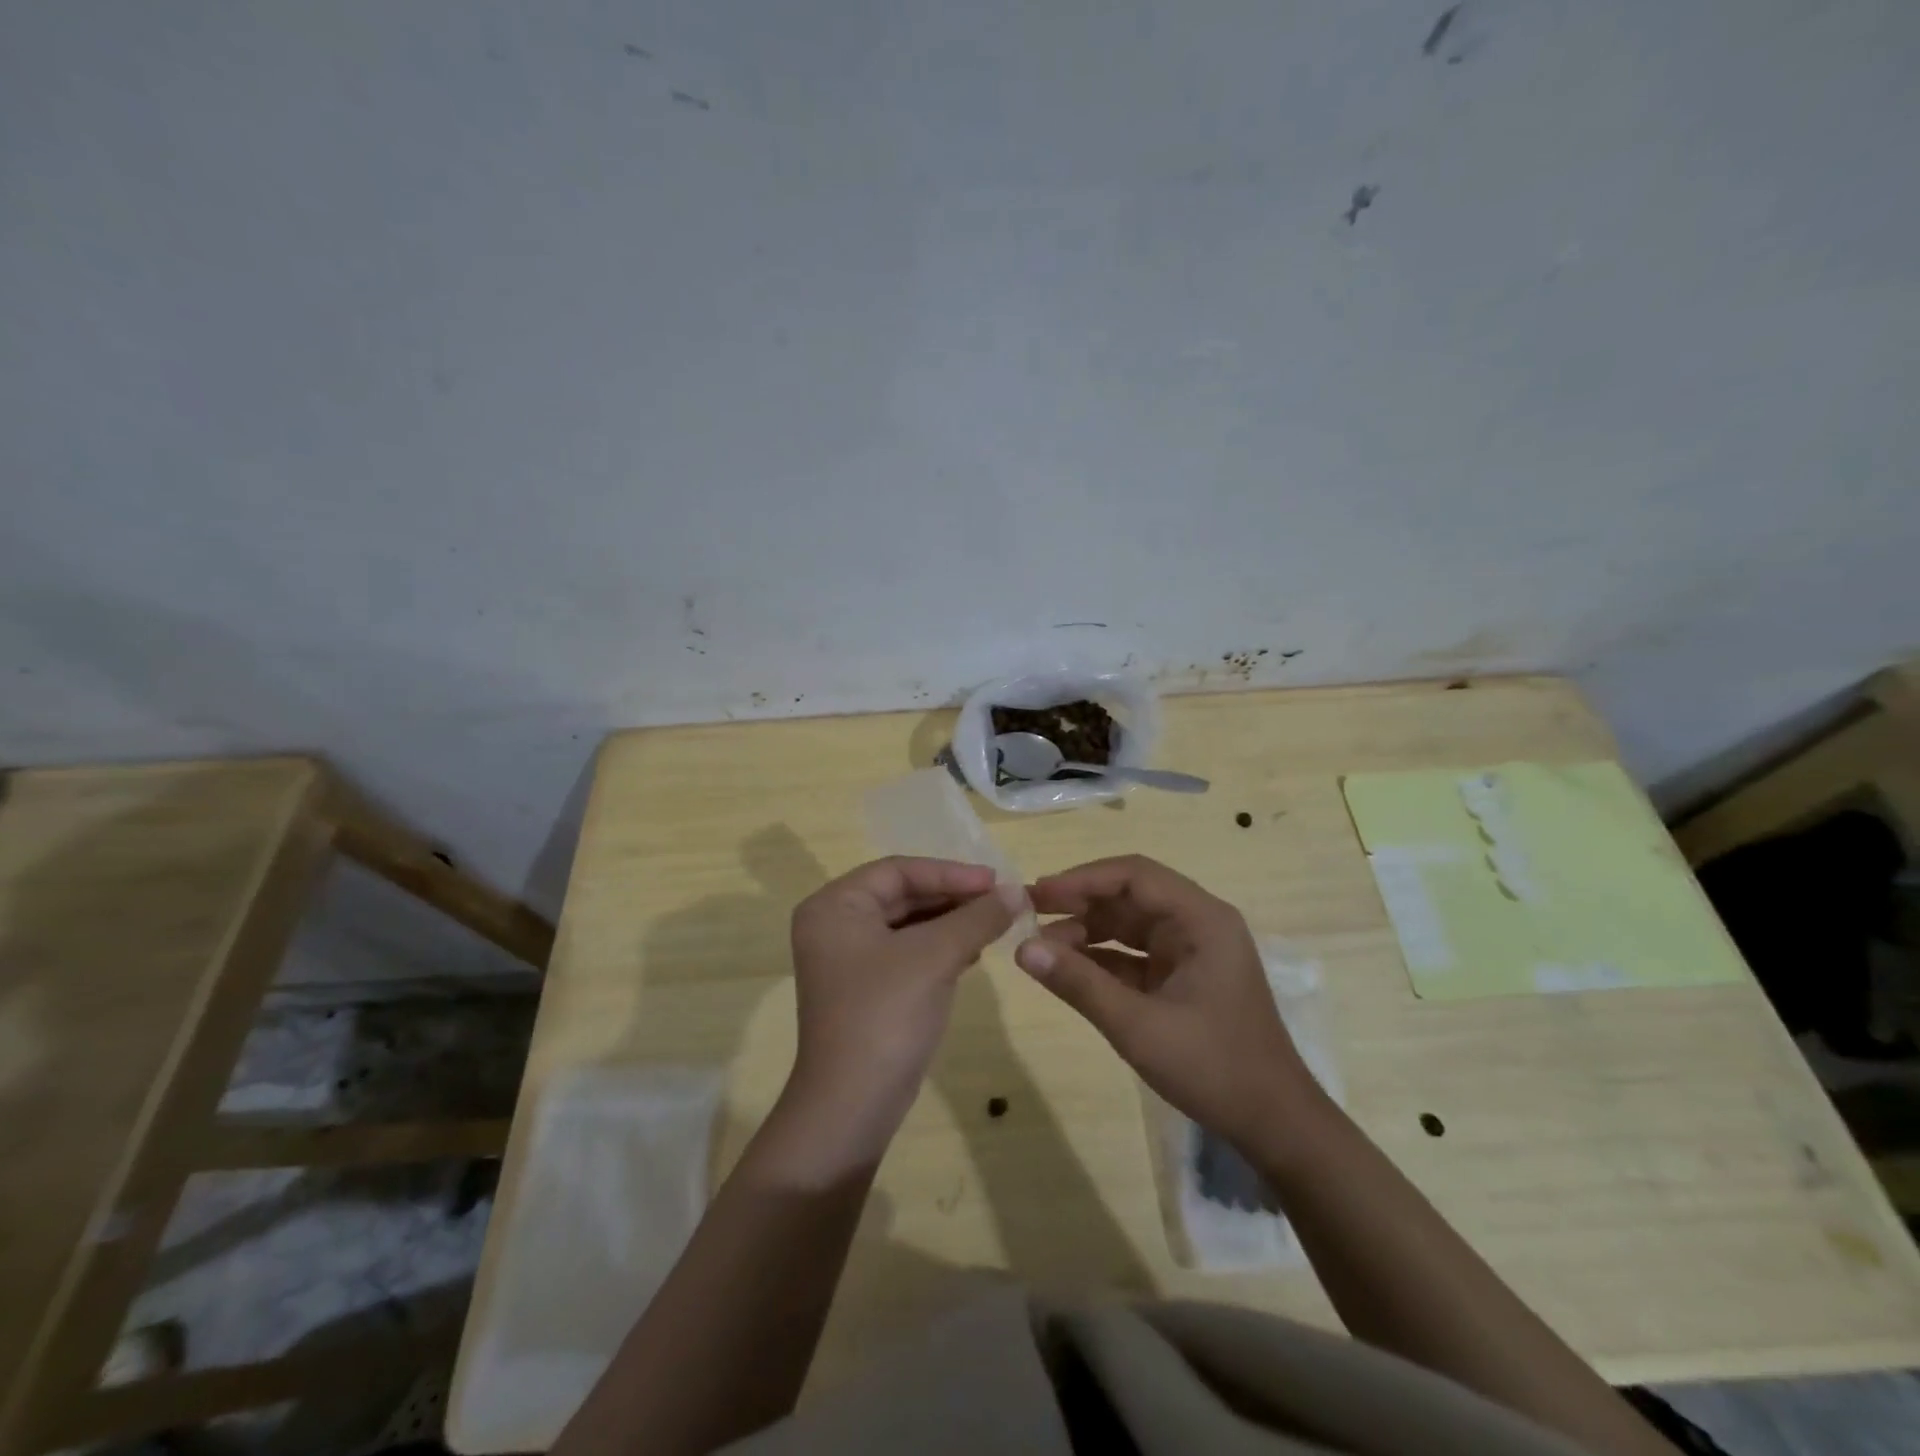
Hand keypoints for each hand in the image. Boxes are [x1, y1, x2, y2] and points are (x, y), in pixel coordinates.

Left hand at [767, 857, 1021, 1179]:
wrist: (852, 1106)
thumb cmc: (886, 1014)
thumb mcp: (936, 957)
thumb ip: (977, 917)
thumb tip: (1018, 891)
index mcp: (835, 906)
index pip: (898, 870)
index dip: (949, 872)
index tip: (995, 881)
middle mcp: (834, 926)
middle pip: (902, 894)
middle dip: (952, 897)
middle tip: (1000, 901)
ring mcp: (847, 960)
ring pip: (907, 924)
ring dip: (951, 922)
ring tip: (994, 924)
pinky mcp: (865, 988)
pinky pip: (907, 952)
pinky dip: (940, 947)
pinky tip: (973, 952)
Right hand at [1016, 855, 1321, 1155]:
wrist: (1274, 1124)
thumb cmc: (1213, 1068)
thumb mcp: (1138, 1027)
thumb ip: (1080, 984)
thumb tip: (1023, 949)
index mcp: (1202, 920)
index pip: (1134, 876)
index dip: (1083, 879)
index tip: (1039, 894)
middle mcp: (1198, 924)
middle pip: (1130, 895)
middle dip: (1079, 903)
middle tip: (1029, 913)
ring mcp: (1191, 951)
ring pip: (1129, 925)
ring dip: (1086, 932)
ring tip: (1040, 946)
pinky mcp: (1184, 977)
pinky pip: (1135, 955)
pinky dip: (1102, 960)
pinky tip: (1067, 970)